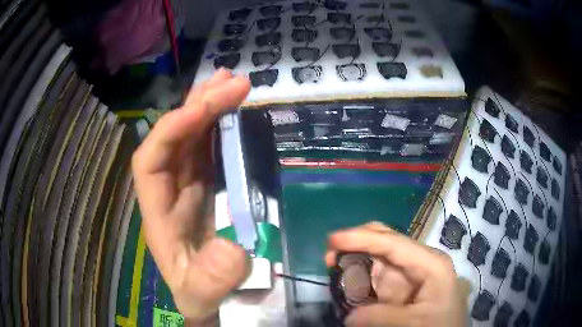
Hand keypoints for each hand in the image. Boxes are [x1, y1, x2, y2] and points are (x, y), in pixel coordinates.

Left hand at [132, 69, 251, 323]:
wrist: (209, 298)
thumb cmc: (199, 294)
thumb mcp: (201, 295)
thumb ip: (210, 279)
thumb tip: (234, 248)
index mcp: (158, 212)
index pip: (150, 159)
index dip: (171, 129)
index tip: (203, 108)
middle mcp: (169, 190)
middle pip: (174, 137)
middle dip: (198, 106)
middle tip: (230, 80)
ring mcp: (189, 186)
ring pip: (193, 137)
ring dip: (210, 107)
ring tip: (231, 82)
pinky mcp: (208, 187)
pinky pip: (211, 149)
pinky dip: (222, 127)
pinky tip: (235, 111)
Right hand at [326, 222, 465, 326]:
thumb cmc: (442, 325)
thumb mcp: (416, 323)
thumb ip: (383, 317)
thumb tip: (349, 316)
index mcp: (429, 264)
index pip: (392, 244)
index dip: (361, 238)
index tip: (332, 240)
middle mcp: (418, 262)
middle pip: (385, 242)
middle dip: (357, 244)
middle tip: (330, 257)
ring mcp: (409, 274)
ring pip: (376, 260)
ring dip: (355, 265)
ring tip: (336, 275)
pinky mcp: (400, 286)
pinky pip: (375, 279)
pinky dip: (359, 282)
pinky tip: (350, 289)